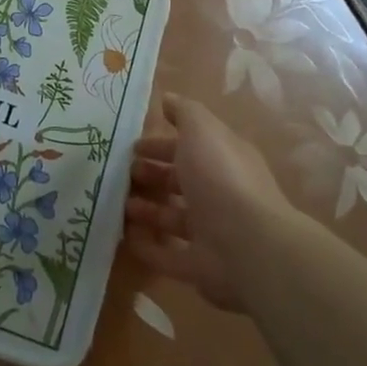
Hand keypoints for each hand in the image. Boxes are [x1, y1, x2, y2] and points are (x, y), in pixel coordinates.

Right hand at [125, 93, 297, 311]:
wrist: (249, 246)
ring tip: (117, 204)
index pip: (189, 146)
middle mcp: (219, 193)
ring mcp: (211, 232)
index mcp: (223, 159)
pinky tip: (124, 237)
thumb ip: (184, 112)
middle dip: (151, 175)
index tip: (131, 144)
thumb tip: (168, 99)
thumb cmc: (221, 178)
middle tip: (121, 173)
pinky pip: (168, 256)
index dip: (161, 143)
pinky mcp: (200, 266)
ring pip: (173, 217)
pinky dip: (147, 247)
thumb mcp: (201, 131)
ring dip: (147, 209)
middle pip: (180, 181)